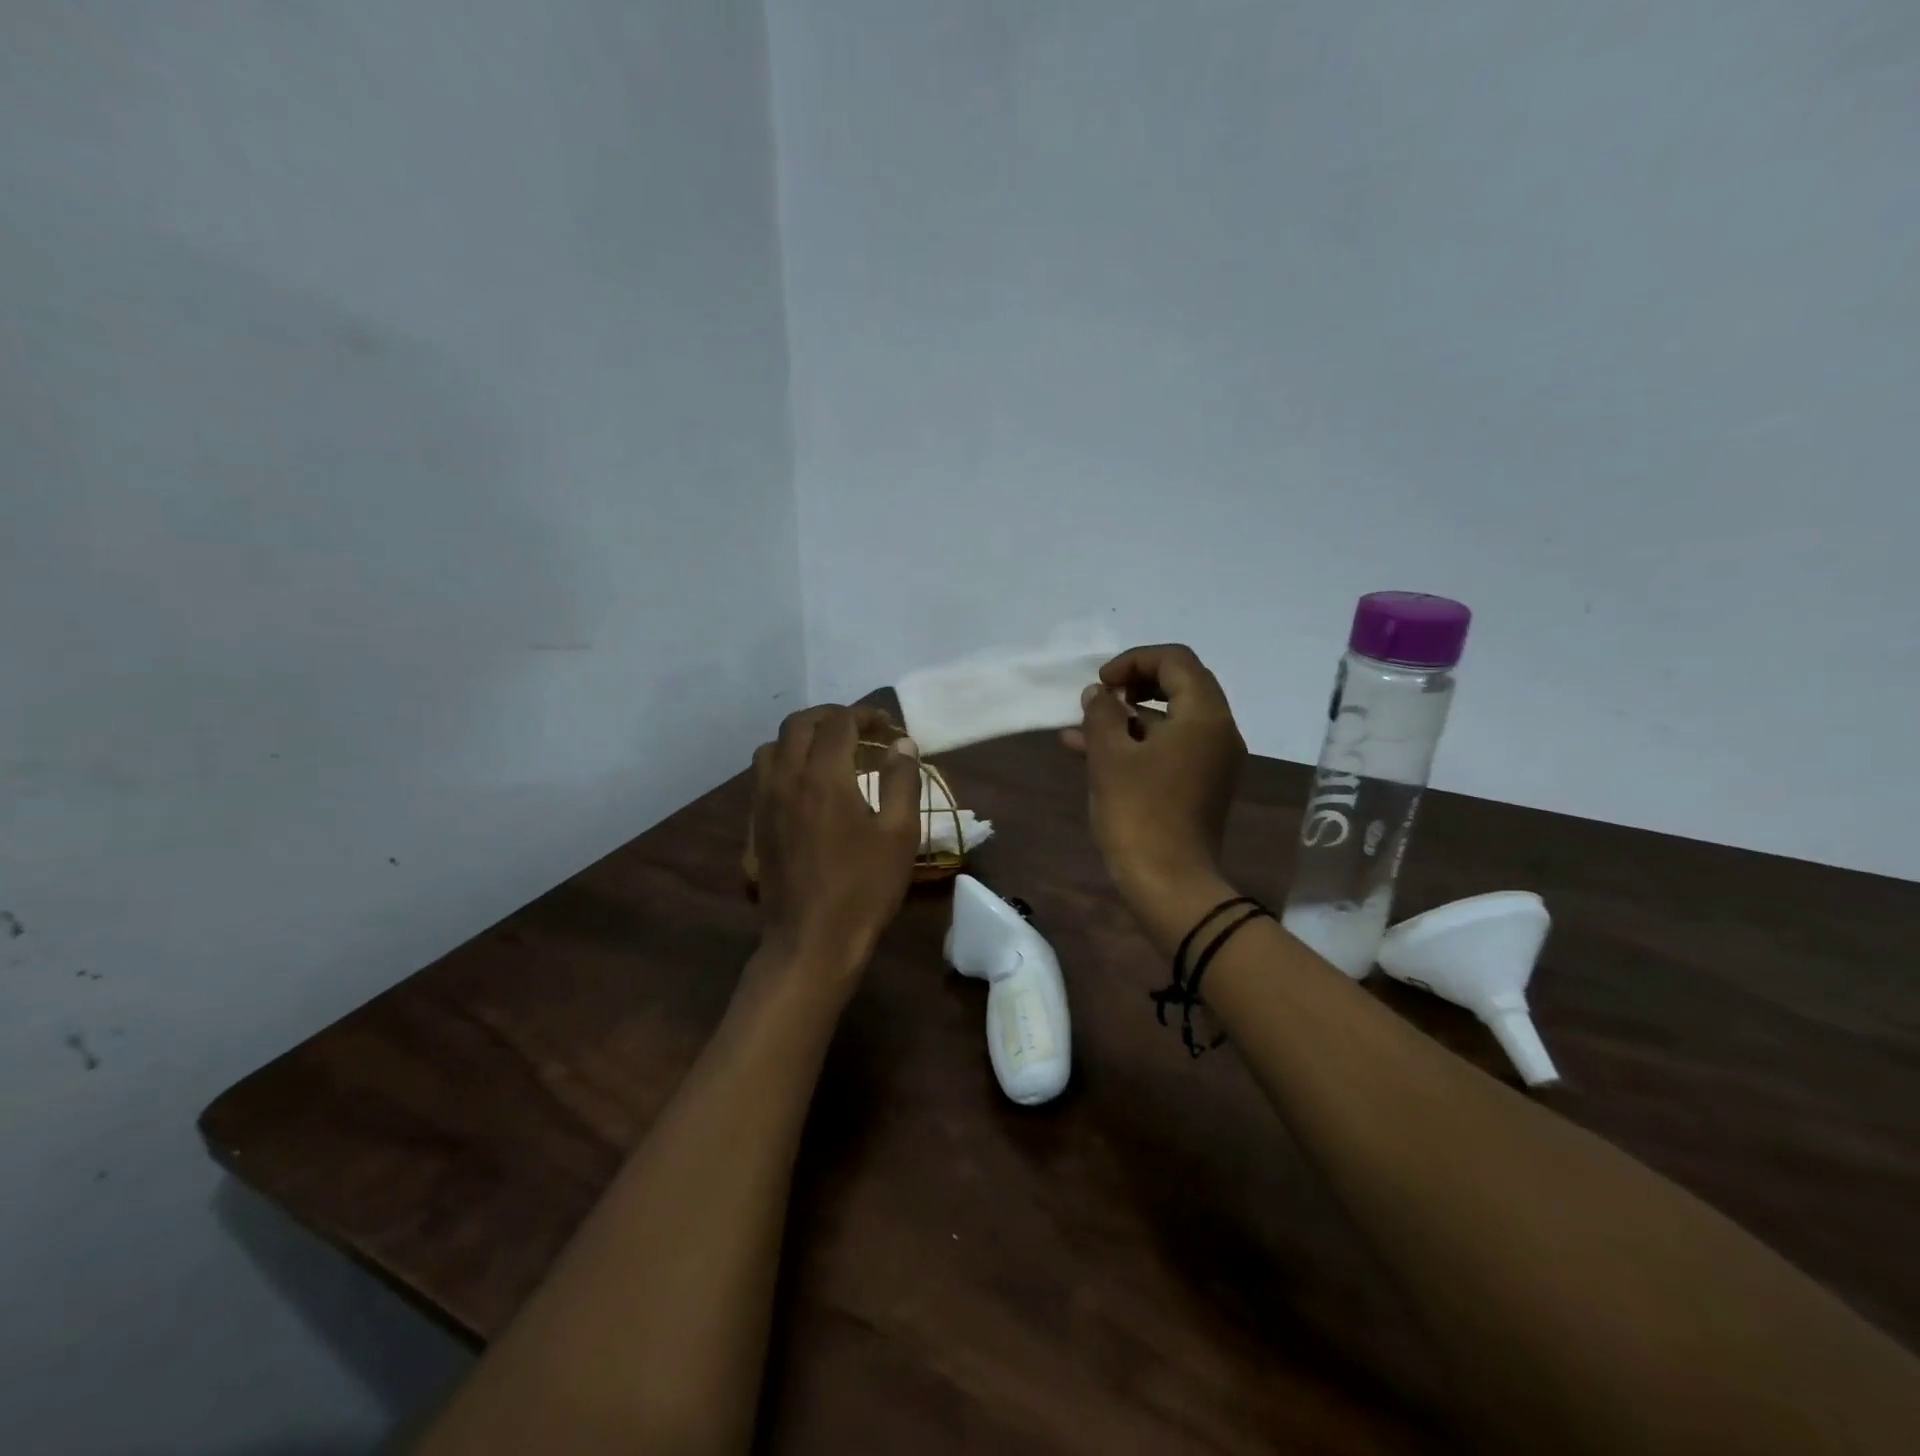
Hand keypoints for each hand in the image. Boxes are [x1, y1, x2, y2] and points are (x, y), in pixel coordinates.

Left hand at [750, 705, 921, 996]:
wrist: (811, 942)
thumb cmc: (864, 888)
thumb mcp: (899, 835)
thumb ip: (901, 781)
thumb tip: (901, 745)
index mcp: (824, 776)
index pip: (840, 722)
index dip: (866, 715)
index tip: (888, 726)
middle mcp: (786, 779)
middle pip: (799, 725)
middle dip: (830, 717)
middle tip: (859, 729)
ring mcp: (764, 803)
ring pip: (772, 748)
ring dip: (800, 738)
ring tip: (828, 753)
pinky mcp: (755, 827)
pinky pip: (762, 777)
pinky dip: (784, 765)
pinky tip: (805, 789)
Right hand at [1064, 644, 1245, 912]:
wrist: (1168, 883)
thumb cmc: (1138, 812)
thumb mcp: (1109, 755)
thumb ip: (1101, 713)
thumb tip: (1099, 694)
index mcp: (1204, 716)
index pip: (1175, 660)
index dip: (1134, 660)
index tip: (1101, 683)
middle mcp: (1218, 731)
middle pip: (1179, 685)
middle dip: (1132, 685)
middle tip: (1098, 697)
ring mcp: (1213, 760)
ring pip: (1170, 719)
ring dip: (1128, 716)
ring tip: (1080, 727)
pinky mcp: (1201, 783)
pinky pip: (1170, 747)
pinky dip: (1137, 742)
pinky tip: (1090, 752)